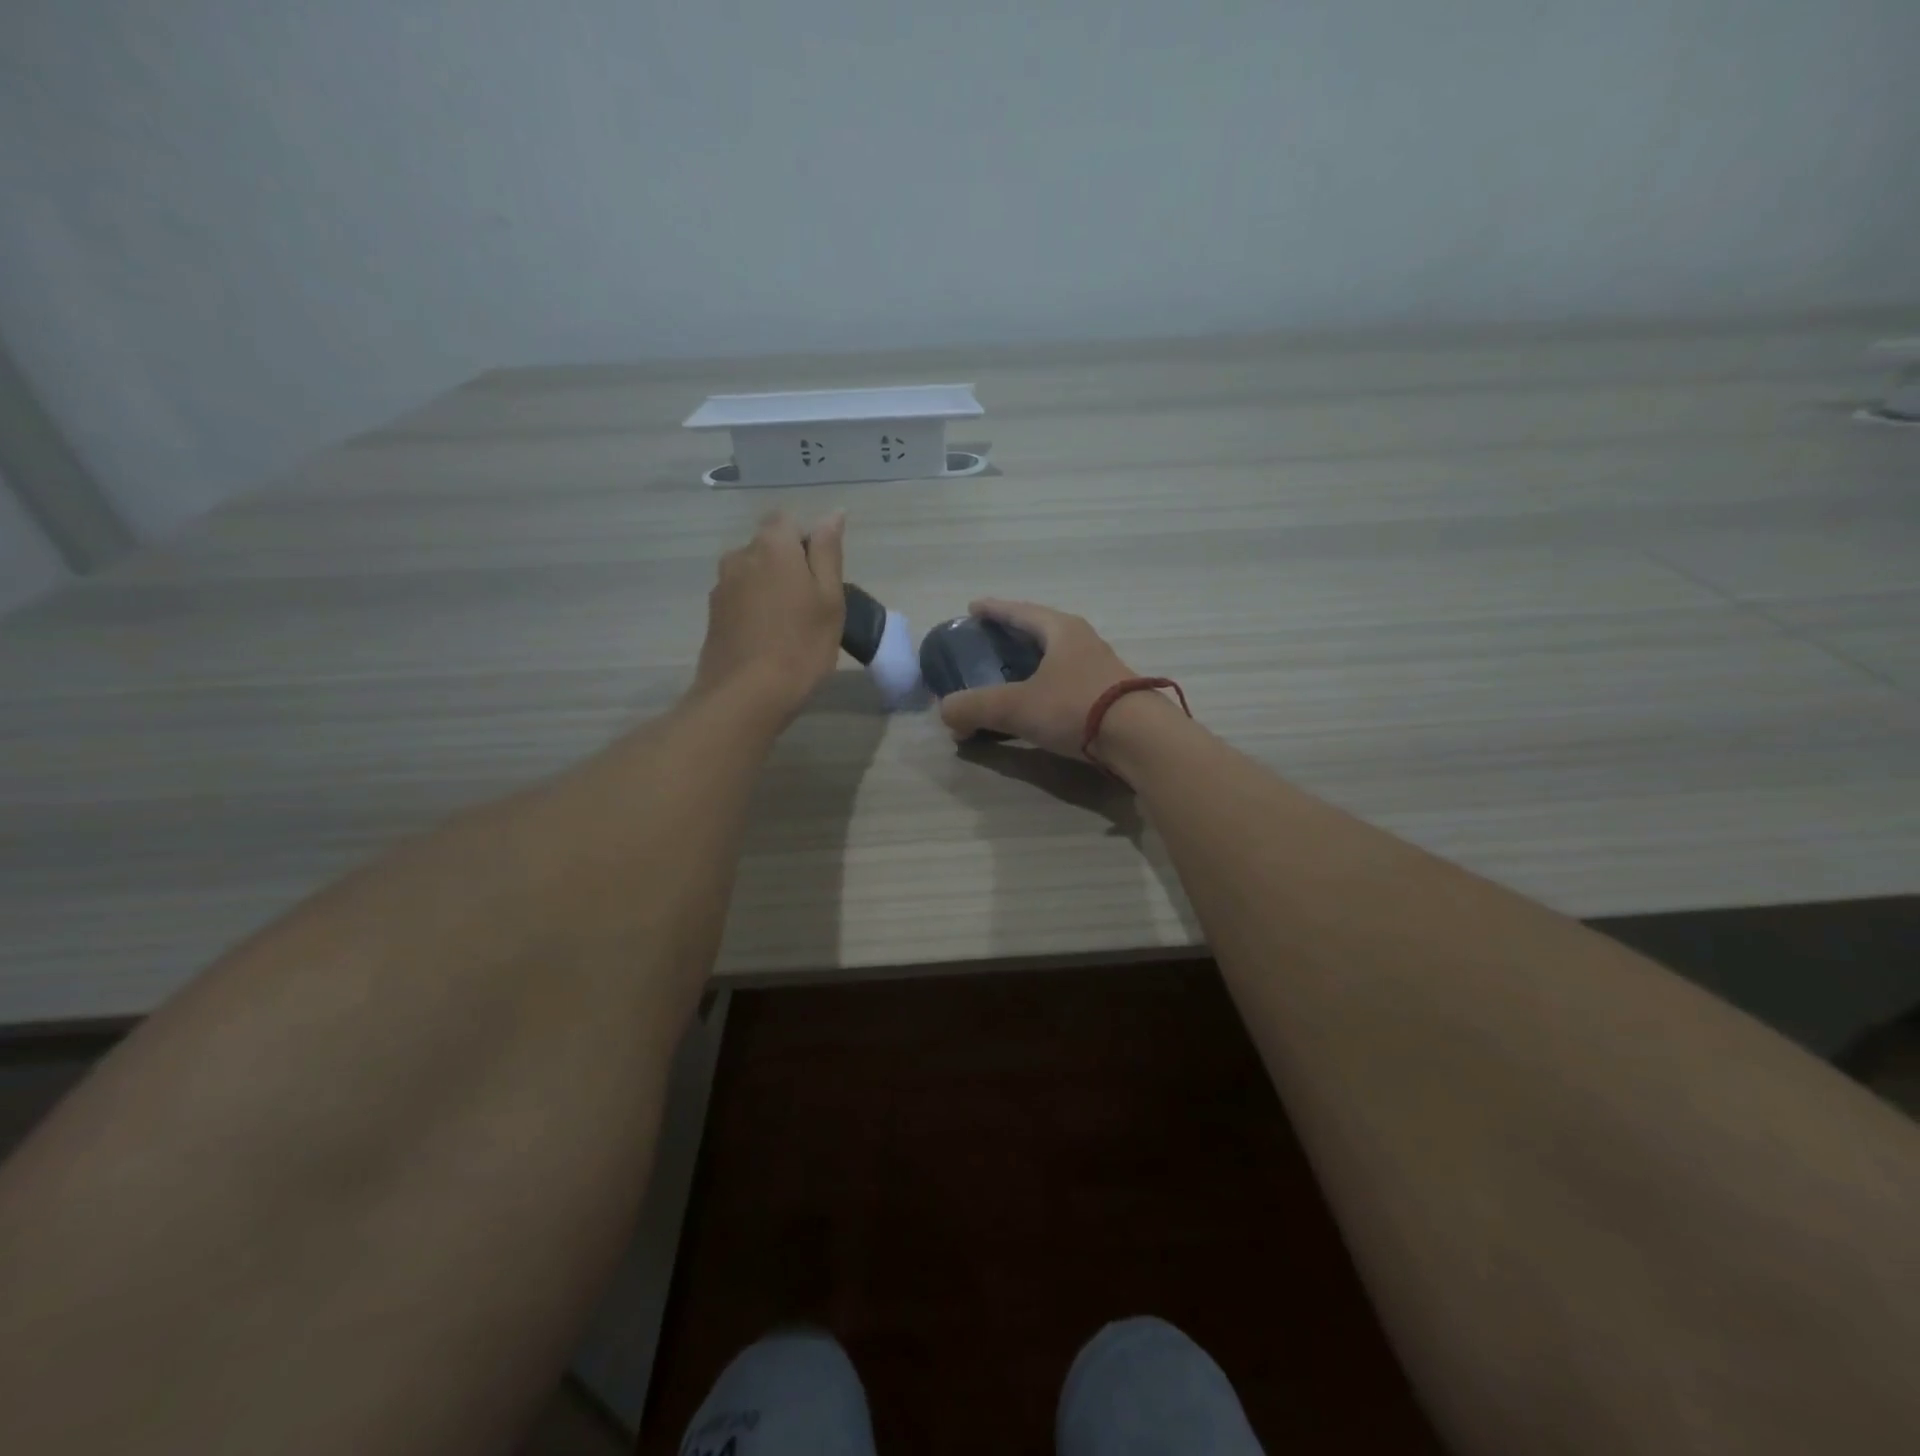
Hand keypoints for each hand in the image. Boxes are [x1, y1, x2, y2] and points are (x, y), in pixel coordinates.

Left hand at [693, 510, 846, 725]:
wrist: (745, 697)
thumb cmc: (800, 646)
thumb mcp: (829, 598)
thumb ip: (828, 552)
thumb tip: (832, 514)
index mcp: (771, 546)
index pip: (787, 520)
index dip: (807, 541)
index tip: (823, 576)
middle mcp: (739, 557)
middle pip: (768, 547)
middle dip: (789, 565)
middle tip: (813, 605)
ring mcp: (721, 587)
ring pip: (753, 574)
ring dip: (771, 589)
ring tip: (791, 625)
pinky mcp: (713, 616)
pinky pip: (741, 599)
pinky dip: (756, 610)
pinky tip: (770, 640)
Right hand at [938, 599, 1141, 759]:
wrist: (1140, 739)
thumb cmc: (1075, 707)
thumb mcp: (1016, 707)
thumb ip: (975, 707)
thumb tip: (946, 713)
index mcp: (1061, 630)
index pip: (1020, 612)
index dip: (994, 609)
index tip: (973, 607)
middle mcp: (1083, 641)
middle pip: (1041, 630)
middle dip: (1014, 634)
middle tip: (990, 640)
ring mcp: (1101, 668)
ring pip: (1057, 657)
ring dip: (1034, 662)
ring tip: (1012, 672)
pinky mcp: (1110, 695)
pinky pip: (1068, 681)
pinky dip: (1047, 686)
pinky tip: (1040, 701)